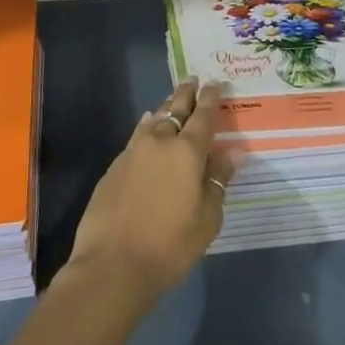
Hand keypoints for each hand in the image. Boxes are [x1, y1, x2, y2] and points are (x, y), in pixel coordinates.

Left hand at [64, 78, 234, 302]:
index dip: (210, 98)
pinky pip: (137, 135)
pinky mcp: (115, 166)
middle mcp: (160, 142)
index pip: (203, 116)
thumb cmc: (170, 245)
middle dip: (186, 94)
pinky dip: (147, 126)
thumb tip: (232, 152)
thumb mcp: (207, 218)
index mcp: (187, 152)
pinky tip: (148, 127)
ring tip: (173, 100)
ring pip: (154, 119)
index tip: (215, 83)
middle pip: (175, 109)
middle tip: (193, 80)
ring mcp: (133, 151)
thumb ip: (218, 180)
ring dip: (166, 108)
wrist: (112, 264)